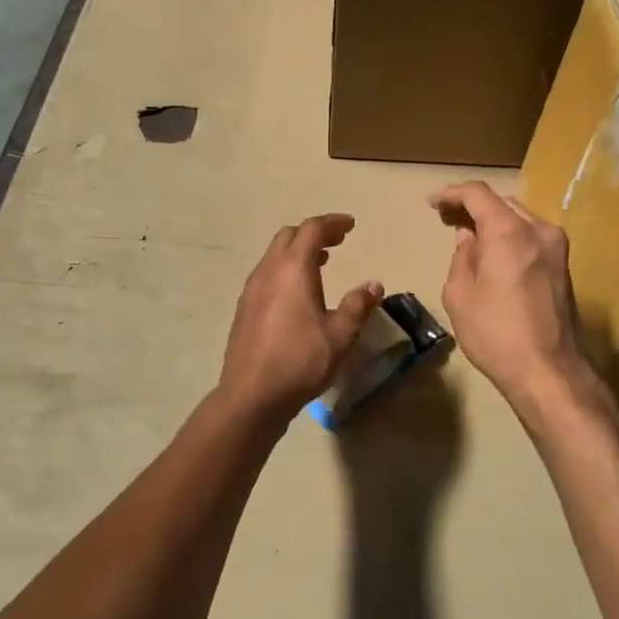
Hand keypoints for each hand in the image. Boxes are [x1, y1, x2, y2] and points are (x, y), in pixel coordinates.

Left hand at [219, 214, 382, 422]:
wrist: (251, 395)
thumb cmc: (300, 361)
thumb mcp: (340, 336)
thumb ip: (357, 305)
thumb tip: (373, 284)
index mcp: (292, 270)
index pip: (311, 230)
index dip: (332, 223)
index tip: (350, 225)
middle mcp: (268, 272)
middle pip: (289, 236)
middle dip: (314, 233)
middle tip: (338, 241)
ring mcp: (251, 290)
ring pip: (274, 255)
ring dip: (298, 251)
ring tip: (321, 262)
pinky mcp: (244, 309)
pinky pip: (266, 274)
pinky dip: (285, 269)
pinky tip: (298, 292)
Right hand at [431, 181, 593, 410]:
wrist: (549, 372)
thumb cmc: (496, 334)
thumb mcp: (460, 295)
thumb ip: (462, 258)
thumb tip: (469, 238)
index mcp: (509, 232)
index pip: (478, 194)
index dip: (452, 193)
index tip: (433, 203)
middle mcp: (538, 230)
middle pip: (501, 202)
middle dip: (473, 206)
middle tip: (447, 219)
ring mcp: (557, 247)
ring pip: (519, 218)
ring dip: (494, 220)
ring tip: (470, 236)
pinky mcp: (564, 266)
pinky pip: (531, 236)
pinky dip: (510, 235)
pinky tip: (495, 253)